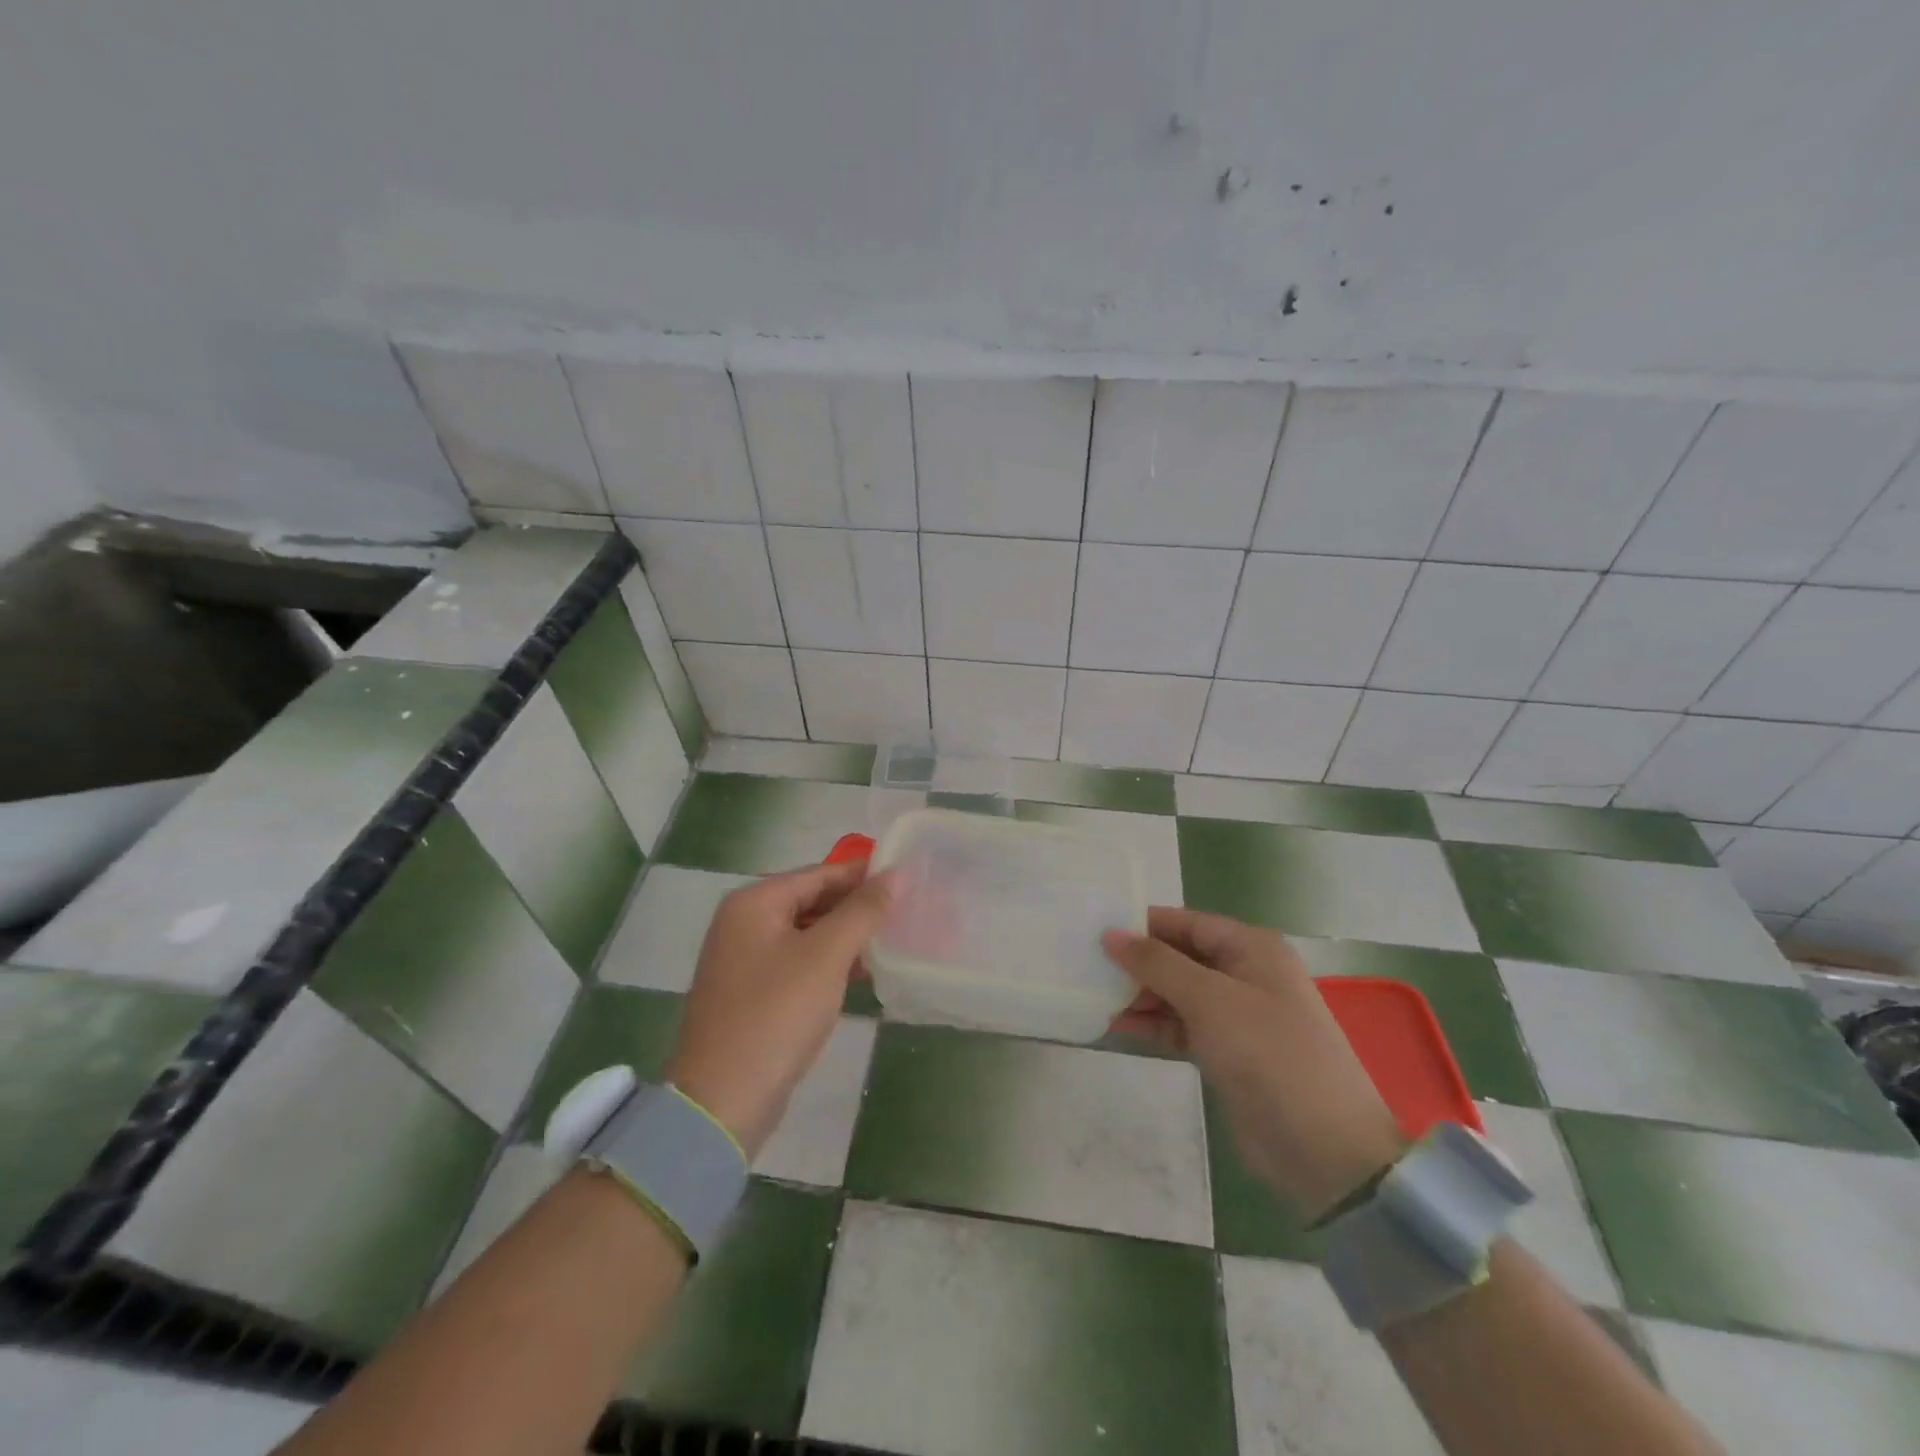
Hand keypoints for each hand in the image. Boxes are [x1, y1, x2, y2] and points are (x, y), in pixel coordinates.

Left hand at [666, 861, 893, 1157]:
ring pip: (806, 933)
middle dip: (855, 906)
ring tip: (891, 939)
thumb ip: (862, 911)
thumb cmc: (776, 1015)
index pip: (819, 873)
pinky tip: (860, 972)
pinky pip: (797, 961)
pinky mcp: (750, 992)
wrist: (722, 1101)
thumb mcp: (826, 956)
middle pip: (810, 900)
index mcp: (754, 902)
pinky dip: (827, 961)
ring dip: (844, 935)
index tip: (906, 877)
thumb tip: (895, 873)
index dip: (863, 874)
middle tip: (904, 910)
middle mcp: (743, 922)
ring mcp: (743, 959)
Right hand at [1104, 907, 1405, 1217]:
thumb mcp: (1210, 1000)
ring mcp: (1236, 1015)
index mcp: (1251, 949)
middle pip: (1180, 956)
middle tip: (1086, 965)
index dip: (1142, 925)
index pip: (1186, 923)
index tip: (1095, 930)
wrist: (1324, 1149)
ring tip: (1094, 996)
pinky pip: (1181, 1025)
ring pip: (1177, 992)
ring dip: (1140, 995)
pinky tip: (1117, 1025)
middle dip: (1137, 962)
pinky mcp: (1227, 1051)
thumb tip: (1111, 934)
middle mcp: (1244, 974)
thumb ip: (1157, 963)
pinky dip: (1153, 1024)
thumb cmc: (1268, 1054)